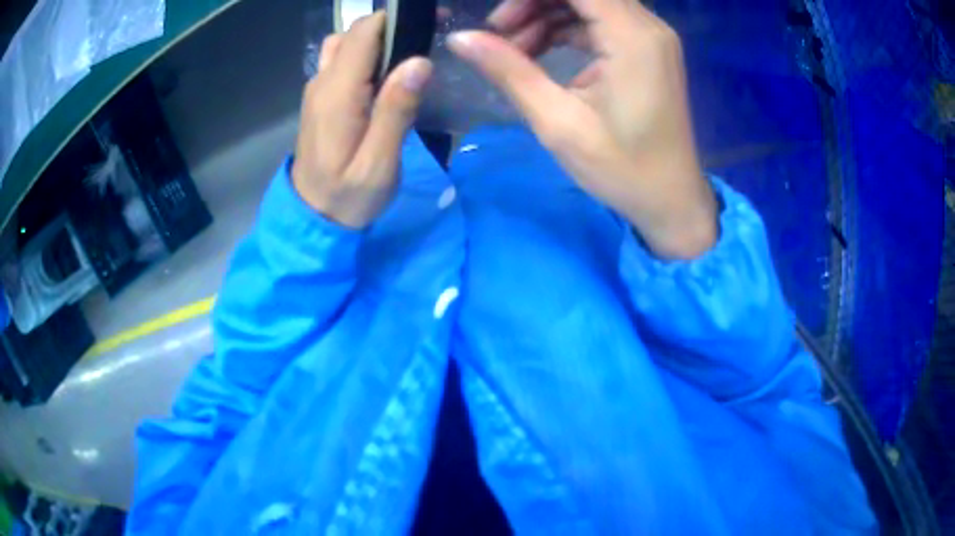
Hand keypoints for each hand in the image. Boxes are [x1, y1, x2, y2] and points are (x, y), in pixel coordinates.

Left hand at [293, 13, 432, 227]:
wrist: (312, 218)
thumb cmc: (348, 197)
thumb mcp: (379, 163)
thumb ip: (396, 111)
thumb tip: (419, 62)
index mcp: (338, 93)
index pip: (364, 33)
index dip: (396, 19)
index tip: (430, 24)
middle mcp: (322, 82)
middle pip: (354, 33)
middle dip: (390, 26)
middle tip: (425, 41)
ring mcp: (317, 89)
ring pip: (344, 44)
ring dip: (374, 42)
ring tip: (403, 60)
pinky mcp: (319, 99)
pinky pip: (338, 61)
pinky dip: (362, 56)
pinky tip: (382, 76)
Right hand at [448, 0, 716, 258]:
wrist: (671, 201)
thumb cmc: (622, 169)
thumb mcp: (558, 122)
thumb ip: (509, 71)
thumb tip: (460, 38)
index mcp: (632, 37)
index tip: (497, 21)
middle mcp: (647, 25)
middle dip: (532, 3)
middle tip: (499, 36)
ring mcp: (650, 36)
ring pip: (588, 2)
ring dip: (545, 16)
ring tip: (514, 52)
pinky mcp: (646, 49)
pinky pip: (599, 21)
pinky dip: (565, 29)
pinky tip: (540, 54)